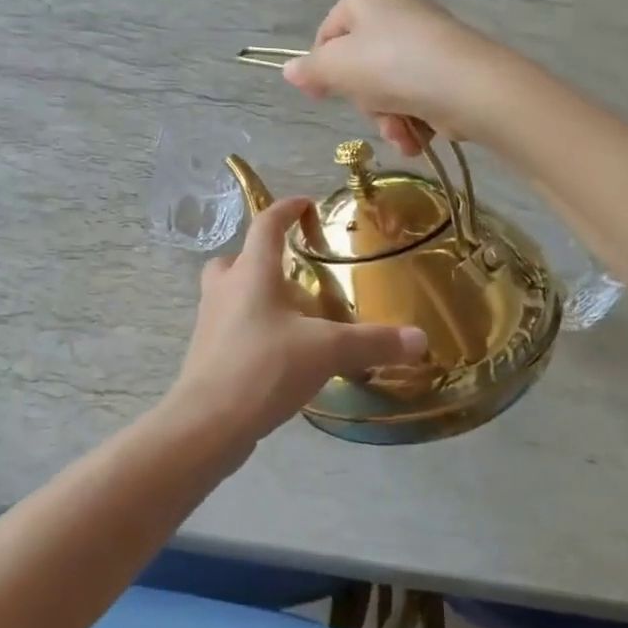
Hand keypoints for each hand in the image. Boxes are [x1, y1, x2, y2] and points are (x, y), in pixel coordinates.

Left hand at [166, 197, 426, 449]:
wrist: (206, 423)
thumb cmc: (263, 368)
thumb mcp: (326, 351)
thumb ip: (373, 342)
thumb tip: (421, 339)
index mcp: (252, 272)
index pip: (266, 224)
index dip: (287, 209)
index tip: (306, 204)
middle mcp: (225, 288)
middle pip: (239, 258)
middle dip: (265, 259)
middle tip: (296, 276)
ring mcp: (210, 320)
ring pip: (232, 292)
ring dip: (258, 295)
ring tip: (294, 318)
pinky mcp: (206, 351)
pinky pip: (230, 325)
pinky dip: (252, 327)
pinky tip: (279, 354)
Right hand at [282, 0, 510, 155]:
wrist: (470, 87)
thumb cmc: (393, 66)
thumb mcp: (337, 67)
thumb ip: (310, 69)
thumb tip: (289, 70)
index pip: (327, 35)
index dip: (321, 69)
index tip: (321, 97)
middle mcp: (397, 8)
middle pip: (359, 66)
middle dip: (364, 101)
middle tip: (373, 111)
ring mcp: (426, 38)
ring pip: (387, 87)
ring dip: (388, 119)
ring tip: (401, 132)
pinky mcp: (450, 66)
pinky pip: (416, 94)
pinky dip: (413, 119)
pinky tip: (418, 136)